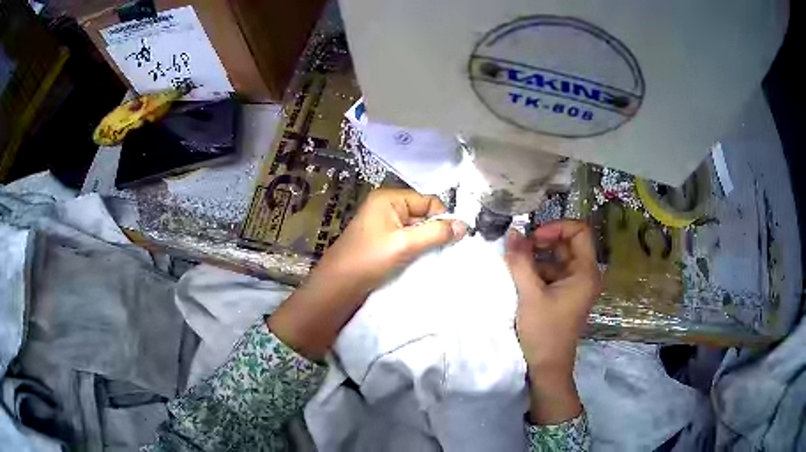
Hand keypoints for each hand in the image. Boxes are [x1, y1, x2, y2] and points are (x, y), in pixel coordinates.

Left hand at [318, 188, 467, 293]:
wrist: (338, 285)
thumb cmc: (369, 259)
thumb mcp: (405, 244)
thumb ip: (436, 233)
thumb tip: (464, 225)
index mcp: (389, 198)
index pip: (428, 200)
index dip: (441, 217)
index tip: (453, 238)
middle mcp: (386, 206)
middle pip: (422, 213)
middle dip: (434, 230)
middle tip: (443, 249)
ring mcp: (383, 223)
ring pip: (415, 228)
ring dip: (425, 241)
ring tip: (431, 256)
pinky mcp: (382, 239)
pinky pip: (406, 238)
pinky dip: (415, 247)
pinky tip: (419, 259)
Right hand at [504, 220, 599, 423]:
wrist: (547, 368)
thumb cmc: (544, 332)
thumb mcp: (530, 295)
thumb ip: (521, 262)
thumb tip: (512, 232)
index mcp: (585, 272)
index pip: (579, 231)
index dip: (557, 227)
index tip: (534, 237)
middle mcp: (584, 275)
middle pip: (567, 244)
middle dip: (542, 242)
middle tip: (519, 249)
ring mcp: (574, 286)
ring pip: (557, 259)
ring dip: (536, 257)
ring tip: (514, 264)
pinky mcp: (564, 296)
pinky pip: (552, 273)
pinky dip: (536, 271)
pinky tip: (518, 279)